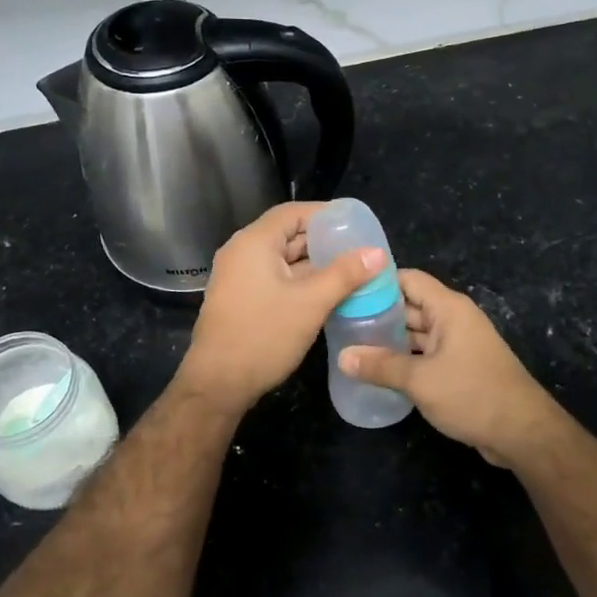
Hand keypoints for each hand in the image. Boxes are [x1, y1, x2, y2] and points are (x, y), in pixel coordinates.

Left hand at [178, 202, 383, 412]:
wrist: (218, 384)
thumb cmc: (263, 336)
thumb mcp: (311, 303)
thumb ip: (345, 274)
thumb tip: (377, 252)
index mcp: (254, 242)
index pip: (293, 212)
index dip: (326, 214)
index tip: (356, 224)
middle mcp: (242, 252)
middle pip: (288, 234)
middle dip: (324, 242)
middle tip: (360, 251)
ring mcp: (238, 277)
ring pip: (282, 260)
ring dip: (314, 264)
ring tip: (351, 272)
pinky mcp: (240, 298)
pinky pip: (274, 278)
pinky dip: (299, 281)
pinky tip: (326, 294)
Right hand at [336, 269, 570, 467]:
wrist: (522, 432)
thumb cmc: (472, 394)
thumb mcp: (420, 380)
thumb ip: (380, 366)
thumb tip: (342, 357)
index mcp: (448, 308)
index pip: (408, 279)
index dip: (378, 282)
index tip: (346, 291)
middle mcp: (454, 319)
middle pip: (410, 305)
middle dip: (378, 313)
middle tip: (340, 322)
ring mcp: (458, 344)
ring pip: (417, 332)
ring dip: (390, 339)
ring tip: (352, 346)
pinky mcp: (460, 367)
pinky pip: (426, 354)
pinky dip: (405, 358)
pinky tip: (379, 370)